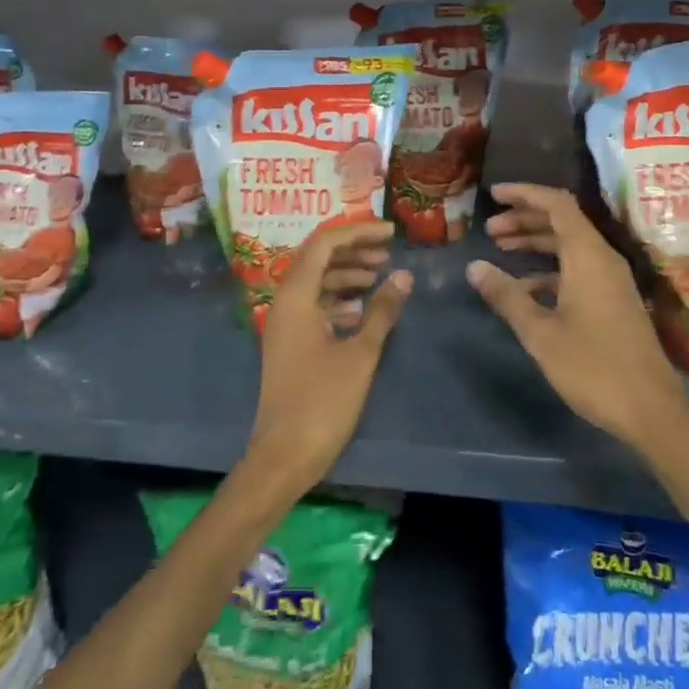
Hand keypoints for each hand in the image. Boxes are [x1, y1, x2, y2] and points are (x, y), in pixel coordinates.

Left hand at [244, 221, 412, 496]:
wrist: (283, 456)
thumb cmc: (322, 402)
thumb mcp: (360, 354)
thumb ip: (381, 311)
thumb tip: (404, 276)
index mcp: (295, 297)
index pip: (324, 244)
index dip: (358, 232)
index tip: (391, 233)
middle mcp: (284, 302)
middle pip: (317, 258)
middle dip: (353, 249)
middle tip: (388, 251)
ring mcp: (285, 324)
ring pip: (316, 282)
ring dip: (346, 273)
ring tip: (380, 276)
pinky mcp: (290, 343)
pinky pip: (314, 305)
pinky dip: (339, 299)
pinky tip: (363, 308)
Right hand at [467, 183, 685, 447]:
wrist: (651, 410)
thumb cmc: (593, 367)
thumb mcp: (541, 333)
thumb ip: (507, 297)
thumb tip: (474, 267)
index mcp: (588, 256)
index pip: (557, 204)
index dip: (525, 193)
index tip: (494, 195)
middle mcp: (603, 259)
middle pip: (563, 222)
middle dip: (525, 219)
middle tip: (490, 230)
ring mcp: (612, 281)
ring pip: (570, 246)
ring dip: (536, 244)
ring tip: (501, 251)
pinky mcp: (614, 301)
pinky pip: (578, 269)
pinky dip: (549, 270)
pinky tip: (525, 291)